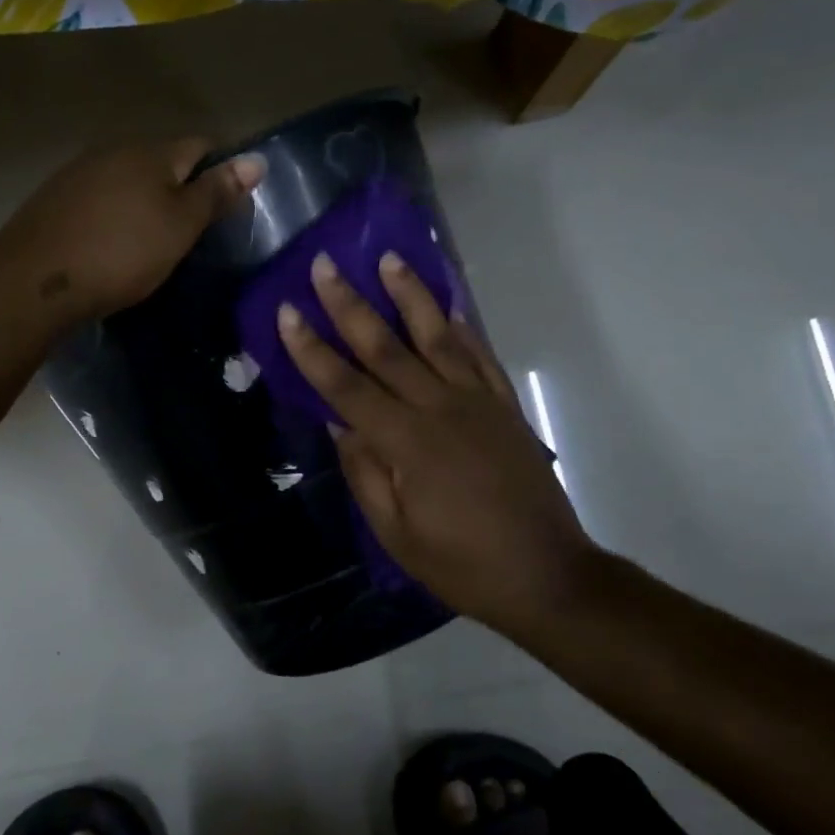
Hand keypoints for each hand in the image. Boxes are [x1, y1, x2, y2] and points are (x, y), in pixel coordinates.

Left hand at [0, 137, 264, 328]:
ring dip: (146, 199)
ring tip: (155, 236)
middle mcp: (113, 150)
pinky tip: (114, 240)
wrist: (35, 280)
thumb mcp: (180, 227)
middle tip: (195, 227)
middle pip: (162, 160)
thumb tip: (257, 159)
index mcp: (151, 153)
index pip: (201, 145)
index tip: (230, 203)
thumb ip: (215, 193)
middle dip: (181, 184)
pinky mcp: (54, 198)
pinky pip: (100, 197)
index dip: (221, 169)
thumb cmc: (121, 253)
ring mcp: (79, 172)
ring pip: (128, 178)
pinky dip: (116, 212)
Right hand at [277, 251, 598, 636]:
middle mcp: (440, 410)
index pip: (346, 387)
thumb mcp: (396, 532)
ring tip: (389, 259)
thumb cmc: (461, 564)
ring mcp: (477, 404)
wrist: (546, 574)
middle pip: (386, 348)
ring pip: (437, 338)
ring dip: (410, 296)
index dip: (313, 350)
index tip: (288, 312)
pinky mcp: (505, 408)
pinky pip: (480, 357)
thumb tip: (340, 423)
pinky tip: (449, 305)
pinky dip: (463, 328)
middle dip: (350, 305)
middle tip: (324, 265)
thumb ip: (365, 473)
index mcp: (406, 443)